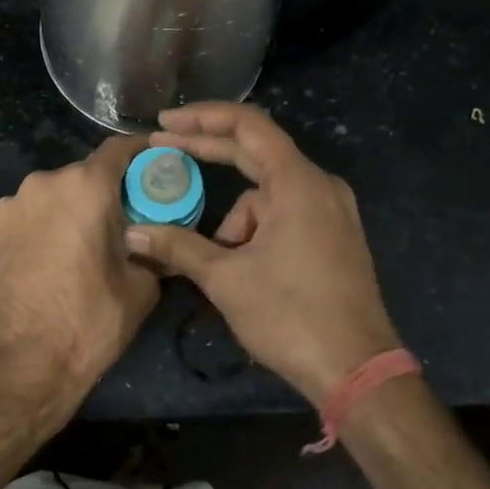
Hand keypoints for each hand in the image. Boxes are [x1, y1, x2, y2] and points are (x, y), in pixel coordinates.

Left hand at [0, 134, 160, 419]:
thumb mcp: (142, 288)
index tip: (154, 164)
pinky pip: (21, 221)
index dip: (140, 153)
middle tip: (117, 223)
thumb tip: (160, 241)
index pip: (118, 149)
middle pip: (81, 177)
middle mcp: (41, 184)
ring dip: (64, 213)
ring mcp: (7, 208)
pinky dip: (36, 232)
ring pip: (47, 198)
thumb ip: (155, 251)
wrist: (22, 365)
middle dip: (101, 194)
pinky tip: (42, 264)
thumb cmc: (90, 321)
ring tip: (75, 249)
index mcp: (85, 187)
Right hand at [126, 102, 399, 406]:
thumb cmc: (290, 316)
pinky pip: (285, 216)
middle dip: (208, 153)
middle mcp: (320, 186)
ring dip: (235, 222)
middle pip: (256, 152)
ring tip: (223, 270)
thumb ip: (178, 247)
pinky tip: (245, 271)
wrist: (356, 369)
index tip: (165, 124)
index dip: (202, 119)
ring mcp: (332, 211)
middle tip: (163, 149)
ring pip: (266, 197)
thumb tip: (132, 234)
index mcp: (298, 183)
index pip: (247, 126)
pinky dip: (257, 234)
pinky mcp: (335, 237)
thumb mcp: (226, 279)